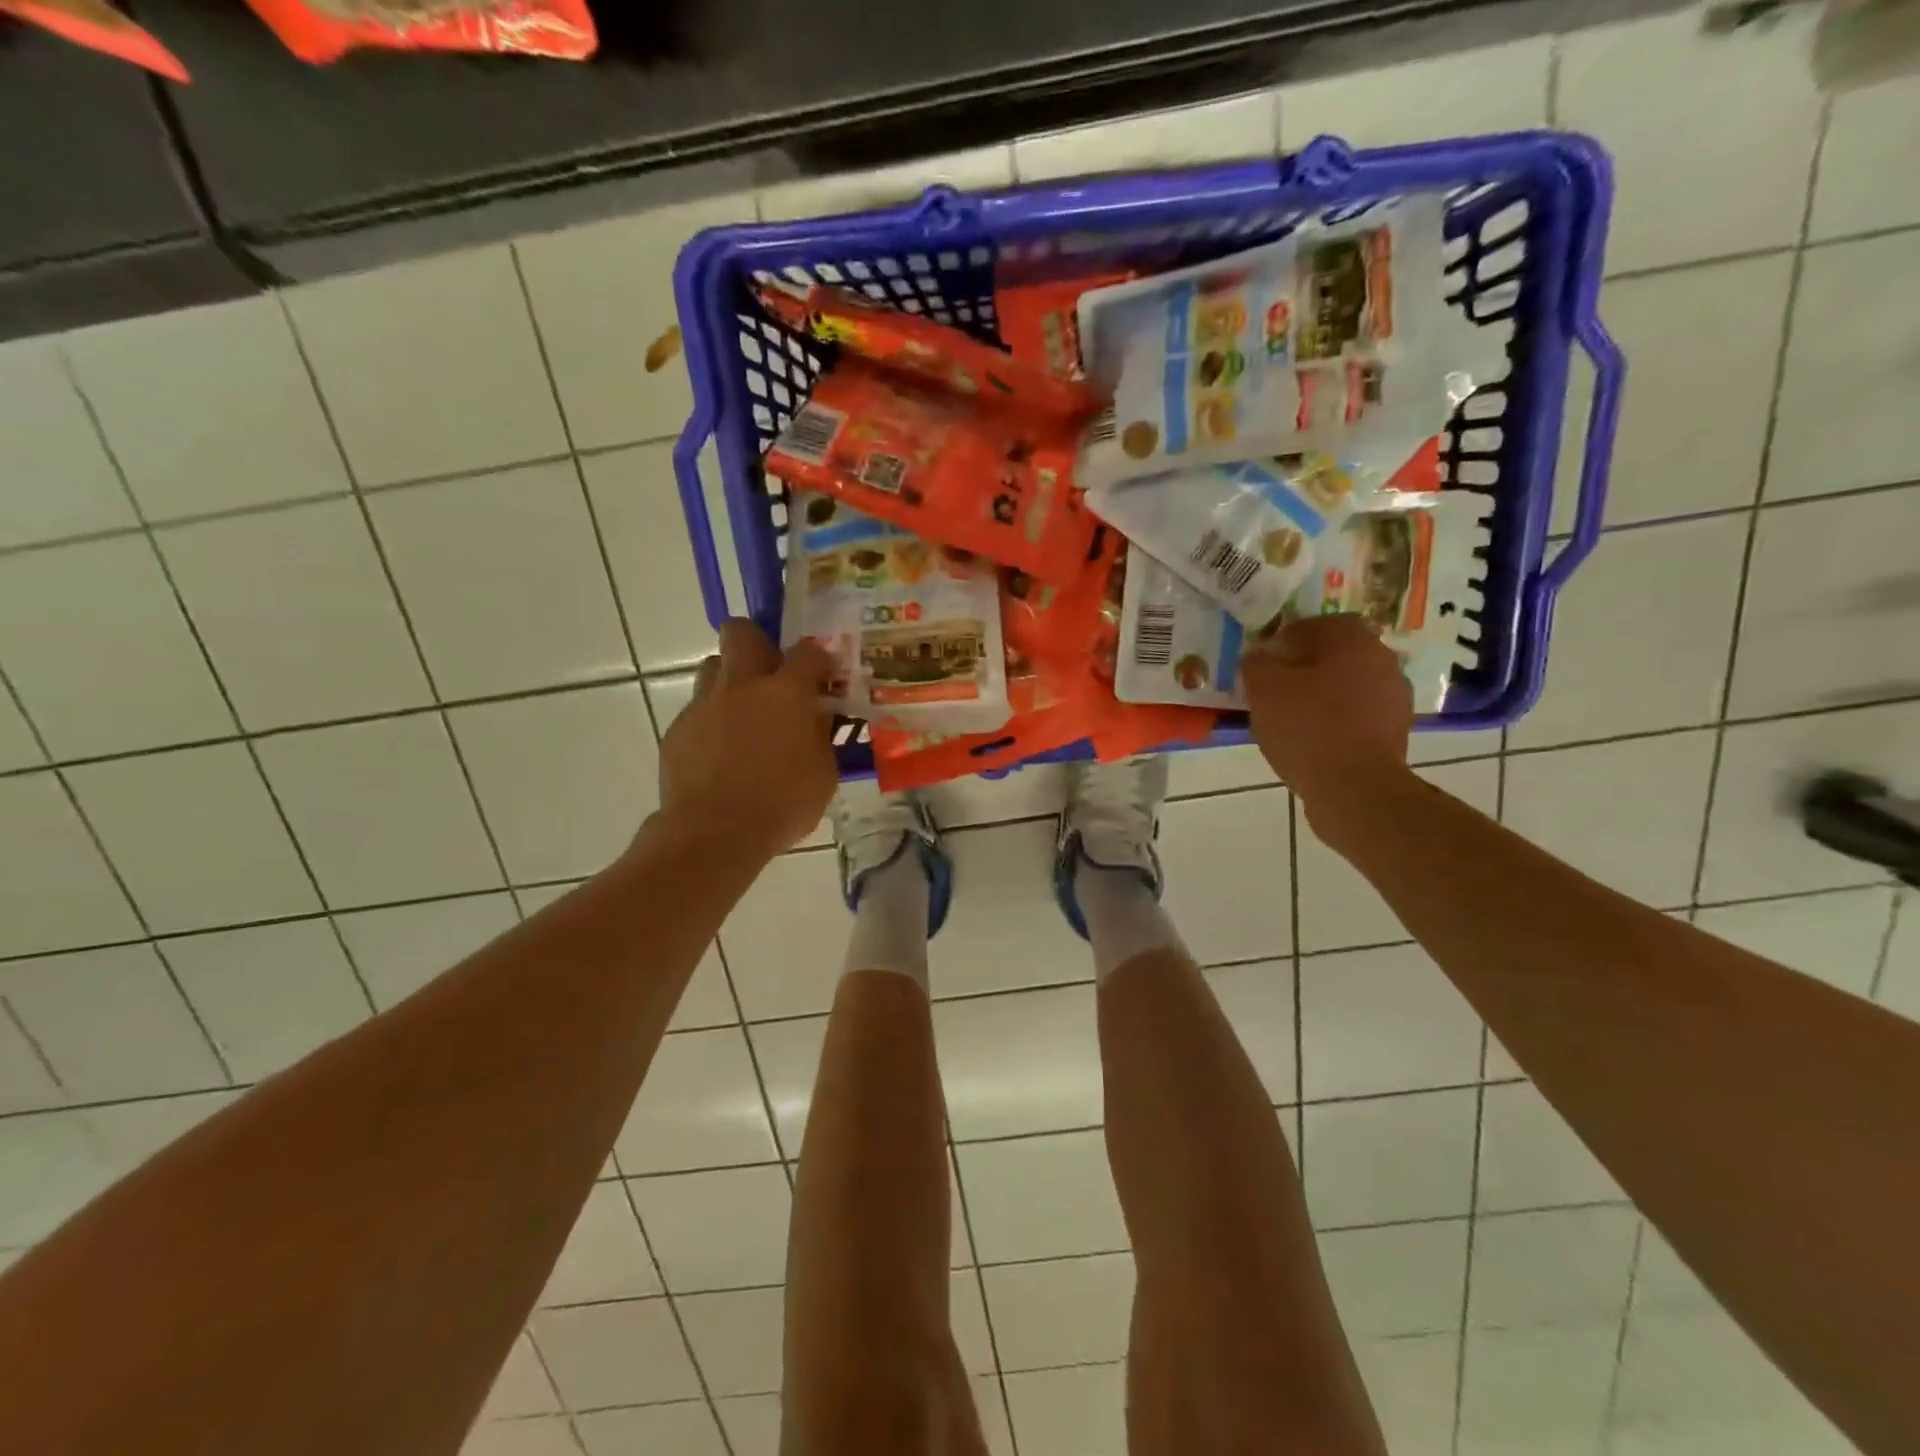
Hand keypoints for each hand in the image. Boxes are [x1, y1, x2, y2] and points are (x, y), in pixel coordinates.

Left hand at [658, 621, 838, 859]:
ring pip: (713, 667)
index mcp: (785, 694)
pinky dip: (713, 720)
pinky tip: (721, 751)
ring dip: (731, 679)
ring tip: (744, 712)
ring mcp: (704, 705)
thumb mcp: (823, 774)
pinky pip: (697, 709)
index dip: (819, 658)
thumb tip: (815, 718)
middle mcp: (742, 687)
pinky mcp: (678, 730)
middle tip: (772, 673)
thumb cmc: (781, 805)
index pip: (808, 653)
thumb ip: (820, 737)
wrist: (713, 834)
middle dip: (758, 642)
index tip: (824, 673)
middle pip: (742, 633)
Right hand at [1241, 615, 1411, 833]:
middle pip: (1335, 654)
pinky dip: (1336, 720)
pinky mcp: (1396, 730)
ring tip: (1291, 717)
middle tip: (1274, 688)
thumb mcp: (1263, 689)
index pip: (1315, 624)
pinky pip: (1358, 714)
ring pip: (1348, 685)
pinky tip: (1313, 740)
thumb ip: (1257, 663)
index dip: (1285, 639)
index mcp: (1352, 639)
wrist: (1354, 787)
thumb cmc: (1306, 727)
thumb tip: (1259, 655)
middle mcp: (1382, 659)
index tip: (1263, 661)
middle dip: (1305, 667)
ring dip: (1322, 694)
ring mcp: (1394, 696)